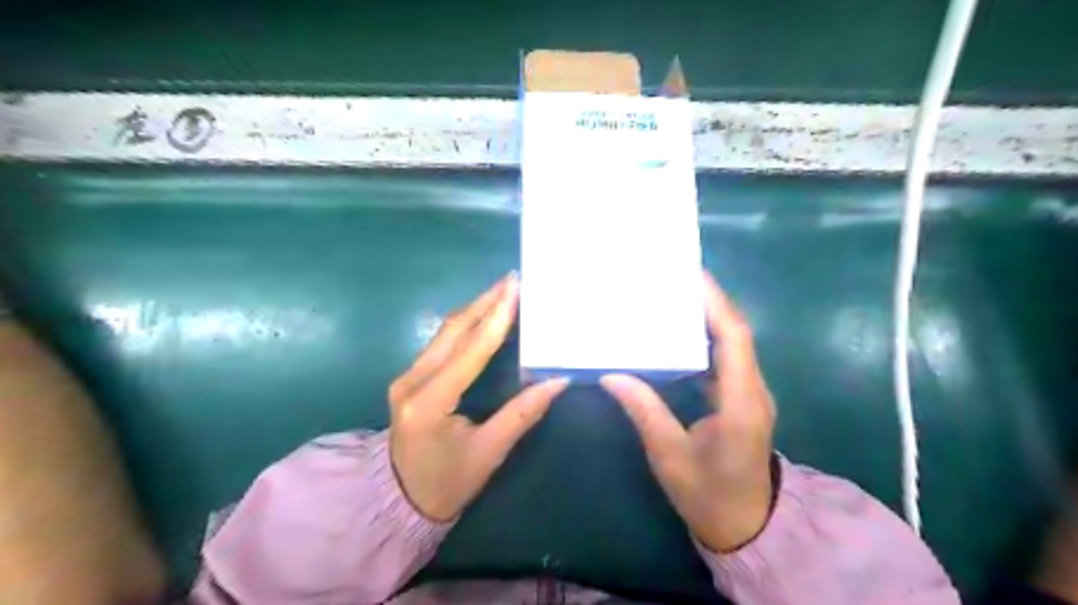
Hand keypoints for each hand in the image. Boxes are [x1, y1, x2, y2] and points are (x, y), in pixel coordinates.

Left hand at [389, 274, 571, 519]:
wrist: (400, 500)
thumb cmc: (447, 483)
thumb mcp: (489, 453)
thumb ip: (522, 414)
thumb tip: (558, 381)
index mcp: (429, 403)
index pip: (470, 352)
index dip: (496, 319)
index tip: (516, 290)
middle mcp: (411, 382)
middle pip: (453, 331)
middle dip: (485, 302)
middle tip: (513, 279)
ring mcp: (406, 377)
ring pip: (444, 332)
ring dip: (475, 308)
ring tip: (503, 290)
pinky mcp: (409, 377)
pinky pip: (441, 342)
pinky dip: (466, 324)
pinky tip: (485, 314)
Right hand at [599, 272, 784, 553]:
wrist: (746, 527)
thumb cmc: (708, 495)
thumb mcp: (669, 455)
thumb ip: (644, 411)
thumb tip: (612, 375)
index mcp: (740, 402)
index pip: (734, 338)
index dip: (715, 303)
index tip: (690, 276)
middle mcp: (752, 390)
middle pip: (736, 333)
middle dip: (709, 302)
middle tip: (674, 280)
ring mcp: (750, 394)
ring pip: (733, 344)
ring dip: (708, 318)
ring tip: (674, 299)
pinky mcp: (741, 400)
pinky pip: (726, 359)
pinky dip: (707, 340)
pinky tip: (680, 335)